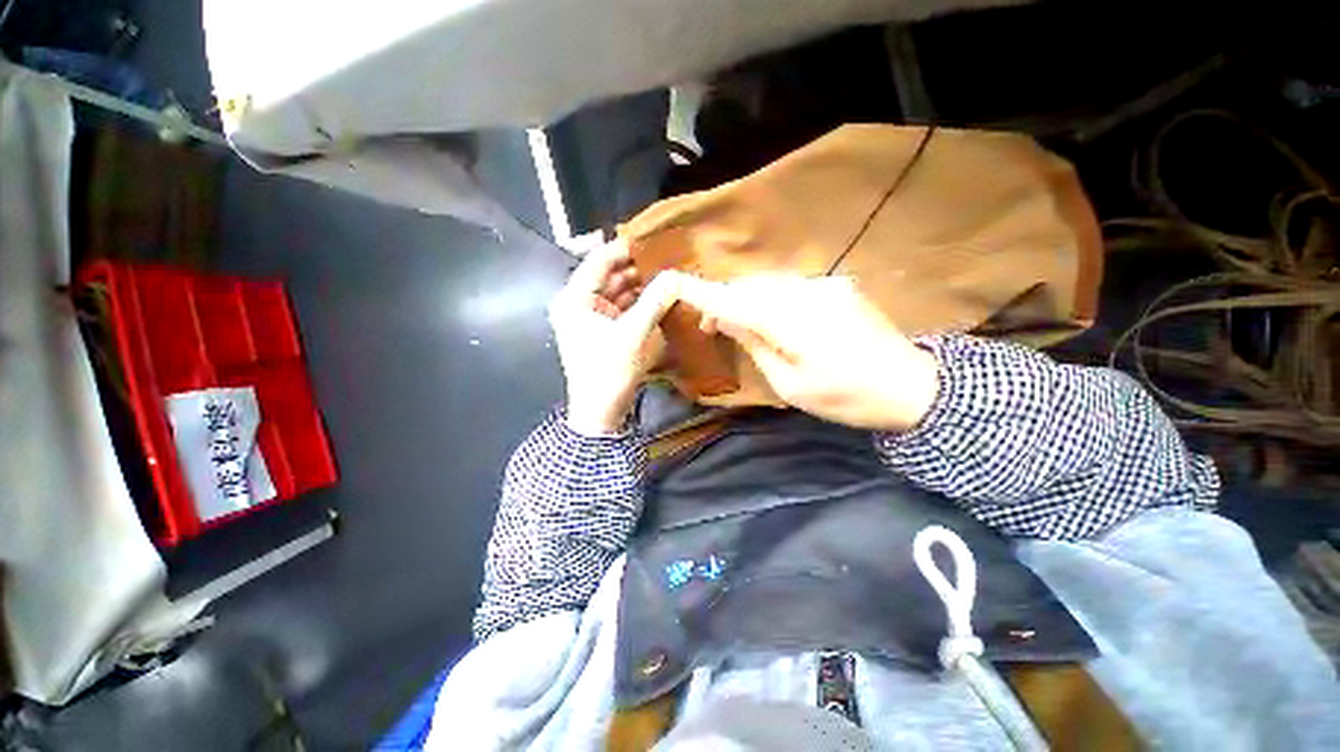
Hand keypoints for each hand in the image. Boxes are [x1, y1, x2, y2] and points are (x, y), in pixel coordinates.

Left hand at [549, 240, 679, 435]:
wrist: (600, 412)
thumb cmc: (609, 371)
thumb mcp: (633, 334)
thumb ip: (654, 301)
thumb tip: (675, 275)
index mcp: (574, 298)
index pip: (599, 260)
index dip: (625, 247)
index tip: (654, 238)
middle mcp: (577, 302)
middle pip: (608, 274)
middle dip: (636, 266)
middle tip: (666, 256)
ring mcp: (589, 316)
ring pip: (616, 290)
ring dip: (639, 284)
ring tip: (667, 272)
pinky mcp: (601, 329)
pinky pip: (620, 306)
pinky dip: (637, 301)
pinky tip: (658, 295)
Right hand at [676, 275, 939, 431]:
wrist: (913, 387)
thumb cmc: (846, 397)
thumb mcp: (790, 385)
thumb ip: (755, 345)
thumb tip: (727, 320)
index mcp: (793, 322)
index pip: (735, 300)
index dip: (703, 293)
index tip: (676, 289)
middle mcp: (807, 292)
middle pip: (750, 286)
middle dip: (724, 301)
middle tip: (710, 327)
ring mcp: (825, 285)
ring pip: (769, 283)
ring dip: (746, 299)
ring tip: (736, 324)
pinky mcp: (837, 286)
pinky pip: (790, 286)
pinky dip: (769, 298)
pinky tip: (770, 318)